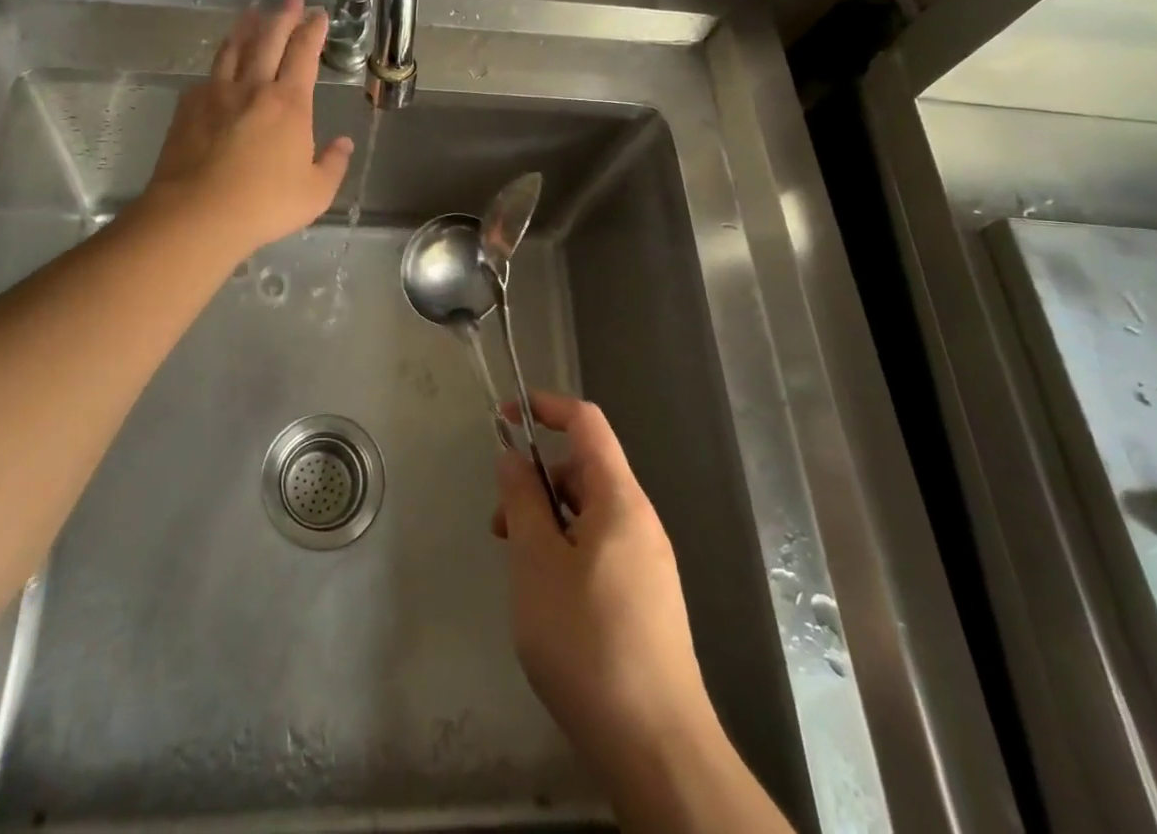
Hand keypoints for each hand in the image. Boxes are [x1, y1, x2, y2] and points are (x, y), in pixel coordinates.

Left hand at [146, 0, 353, 255]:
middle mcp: (253, 87)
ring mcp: (216, 94)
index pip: (303, 54)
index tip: (318, 14)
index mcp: (289, 103)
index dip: (312, 30)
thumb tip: (343, 143)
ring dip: (246, 27)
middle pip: (268, 39)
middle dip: (282, 15)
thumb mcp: (315, 193)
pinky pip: (208, 75)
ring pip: (233, 48)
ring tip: (253, 13)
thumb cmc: (264, 204)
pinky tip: (220, 65)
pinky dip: (219, 62)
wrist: (197, 213)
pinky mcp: (188, 107)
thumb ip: (333, 164)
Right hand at [493, 392, 721, 802]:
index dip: (546, 407)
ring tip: (518, 567)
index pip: (586, 423)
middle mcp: (640, 522)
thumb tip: (512, 456)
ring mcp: (647, 563)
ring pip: (588, 514)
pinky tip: (546, 598)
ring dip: (547, 521)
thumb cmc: (587, 642)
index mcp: (620, 500)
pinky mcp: (645, 600)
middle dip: (537, 480)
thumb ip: (521, 499)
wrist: (656, 749)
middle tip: (500, 524)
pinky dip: (565, 551)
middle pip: (584, 470)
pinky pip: (599, 549)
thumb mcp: (536, 562)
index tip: (504, 417)